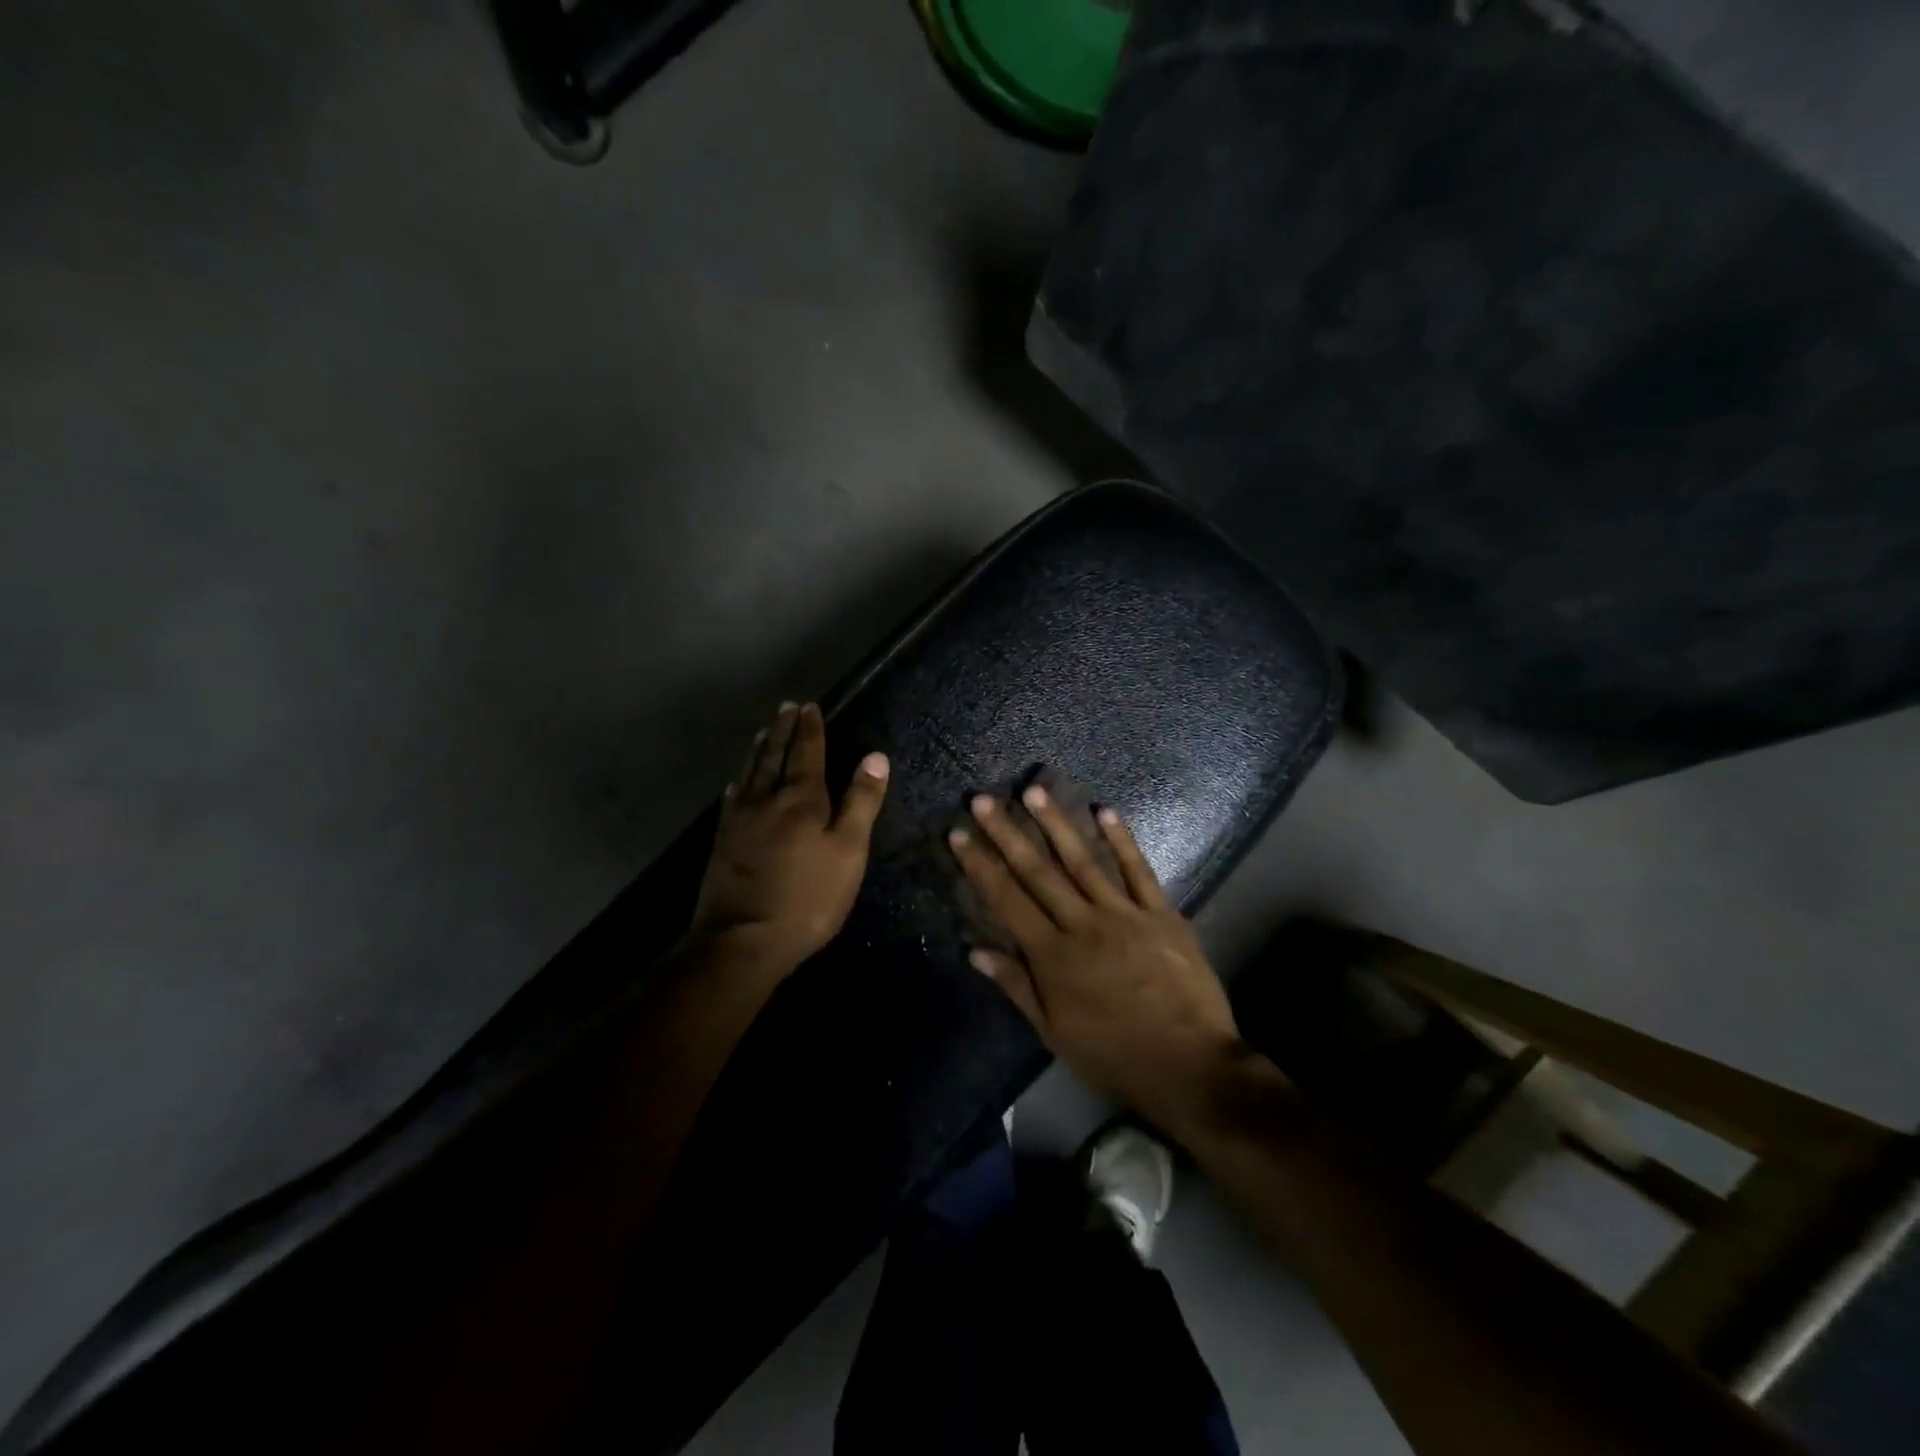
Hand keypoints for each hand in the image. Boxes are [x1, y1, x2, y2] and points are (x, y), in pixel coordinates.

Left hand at [689, 702, 889, 973]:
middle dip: (782, 730)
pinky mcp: (722, 841)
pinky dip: (739, 781)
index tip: (809, 706)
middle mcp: (766, 799)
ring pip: (750, 772)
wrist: (742, 940)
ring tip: (763, 731)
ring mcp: (739, 819)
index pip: (807, 752)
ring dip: (759, 749)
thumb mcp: (848, 852)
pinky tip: (737, 782)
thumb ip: (861, 802)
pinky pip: (732, 798)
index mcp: (801, 799)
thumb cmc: (808, 898)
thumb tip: (876, 756)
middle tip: (785, 707)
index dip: (810, 729)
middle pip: (773, 755)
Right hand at [948, 785, 1242, 1133]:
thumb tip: (976, 951)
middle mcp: (1082, 924)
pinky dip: (1122, 840)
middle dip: (1007, 834)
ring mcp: (1125, 914)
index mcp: (1053, 955)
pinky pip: (1139, 870)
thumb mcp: (1055, 1032)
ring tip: (1034, 791)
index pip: (1007, 900)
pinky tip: (1105, 811)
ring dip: (1056, 824)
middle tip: (984, 800)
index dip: (980, 865)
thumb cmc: (1114, 1055)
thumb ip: (1017, 986)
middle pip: (1038, 871)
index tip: (959, 834)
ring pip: (1083, 861)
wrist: (1189, 1065)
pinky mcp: (1162, 913)